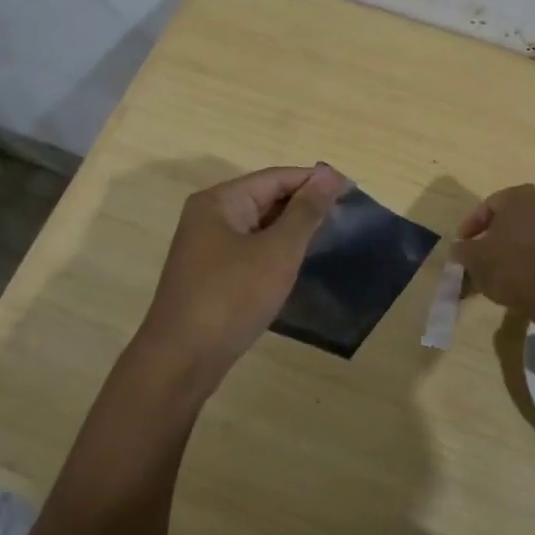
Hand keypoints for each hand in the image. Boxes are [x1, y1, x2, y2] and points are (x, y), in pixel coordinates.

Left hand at [135, 163, 346, 381]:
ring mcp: (206, 248)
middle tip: (346, 216)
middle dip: (303, 205)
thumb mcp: (277, 251)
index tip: (352, 190)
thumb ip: (305, 211)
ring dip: (291, 230)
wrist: (182, 359)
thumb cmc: (232, 297)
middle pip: (264, 199)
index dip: (314, 181)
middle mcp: (208, 217)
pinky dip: (275, 252)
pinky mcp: (210, 275)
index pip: (275, 178)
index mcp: (219, 201)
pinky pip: (250, 251)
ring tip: (330, 237)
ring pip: (258, 227)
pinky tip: (297, 263)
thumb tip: (328, 175)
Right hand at [453, 184, 534, 318]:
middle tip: (476, 260)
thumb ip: (463, 250)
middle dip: (490, 241)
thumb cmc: (512, 264)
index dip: (469, 227)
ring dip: (508, 254)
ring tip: (494, 276)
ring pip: (524, 238)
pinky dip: (527, 264)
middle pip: (508, 222)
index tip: (461, 247)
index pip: (486, 206)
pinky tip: (516, 283)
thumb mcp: (475, 258)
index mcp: (519, 196)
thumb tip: (460, 249)